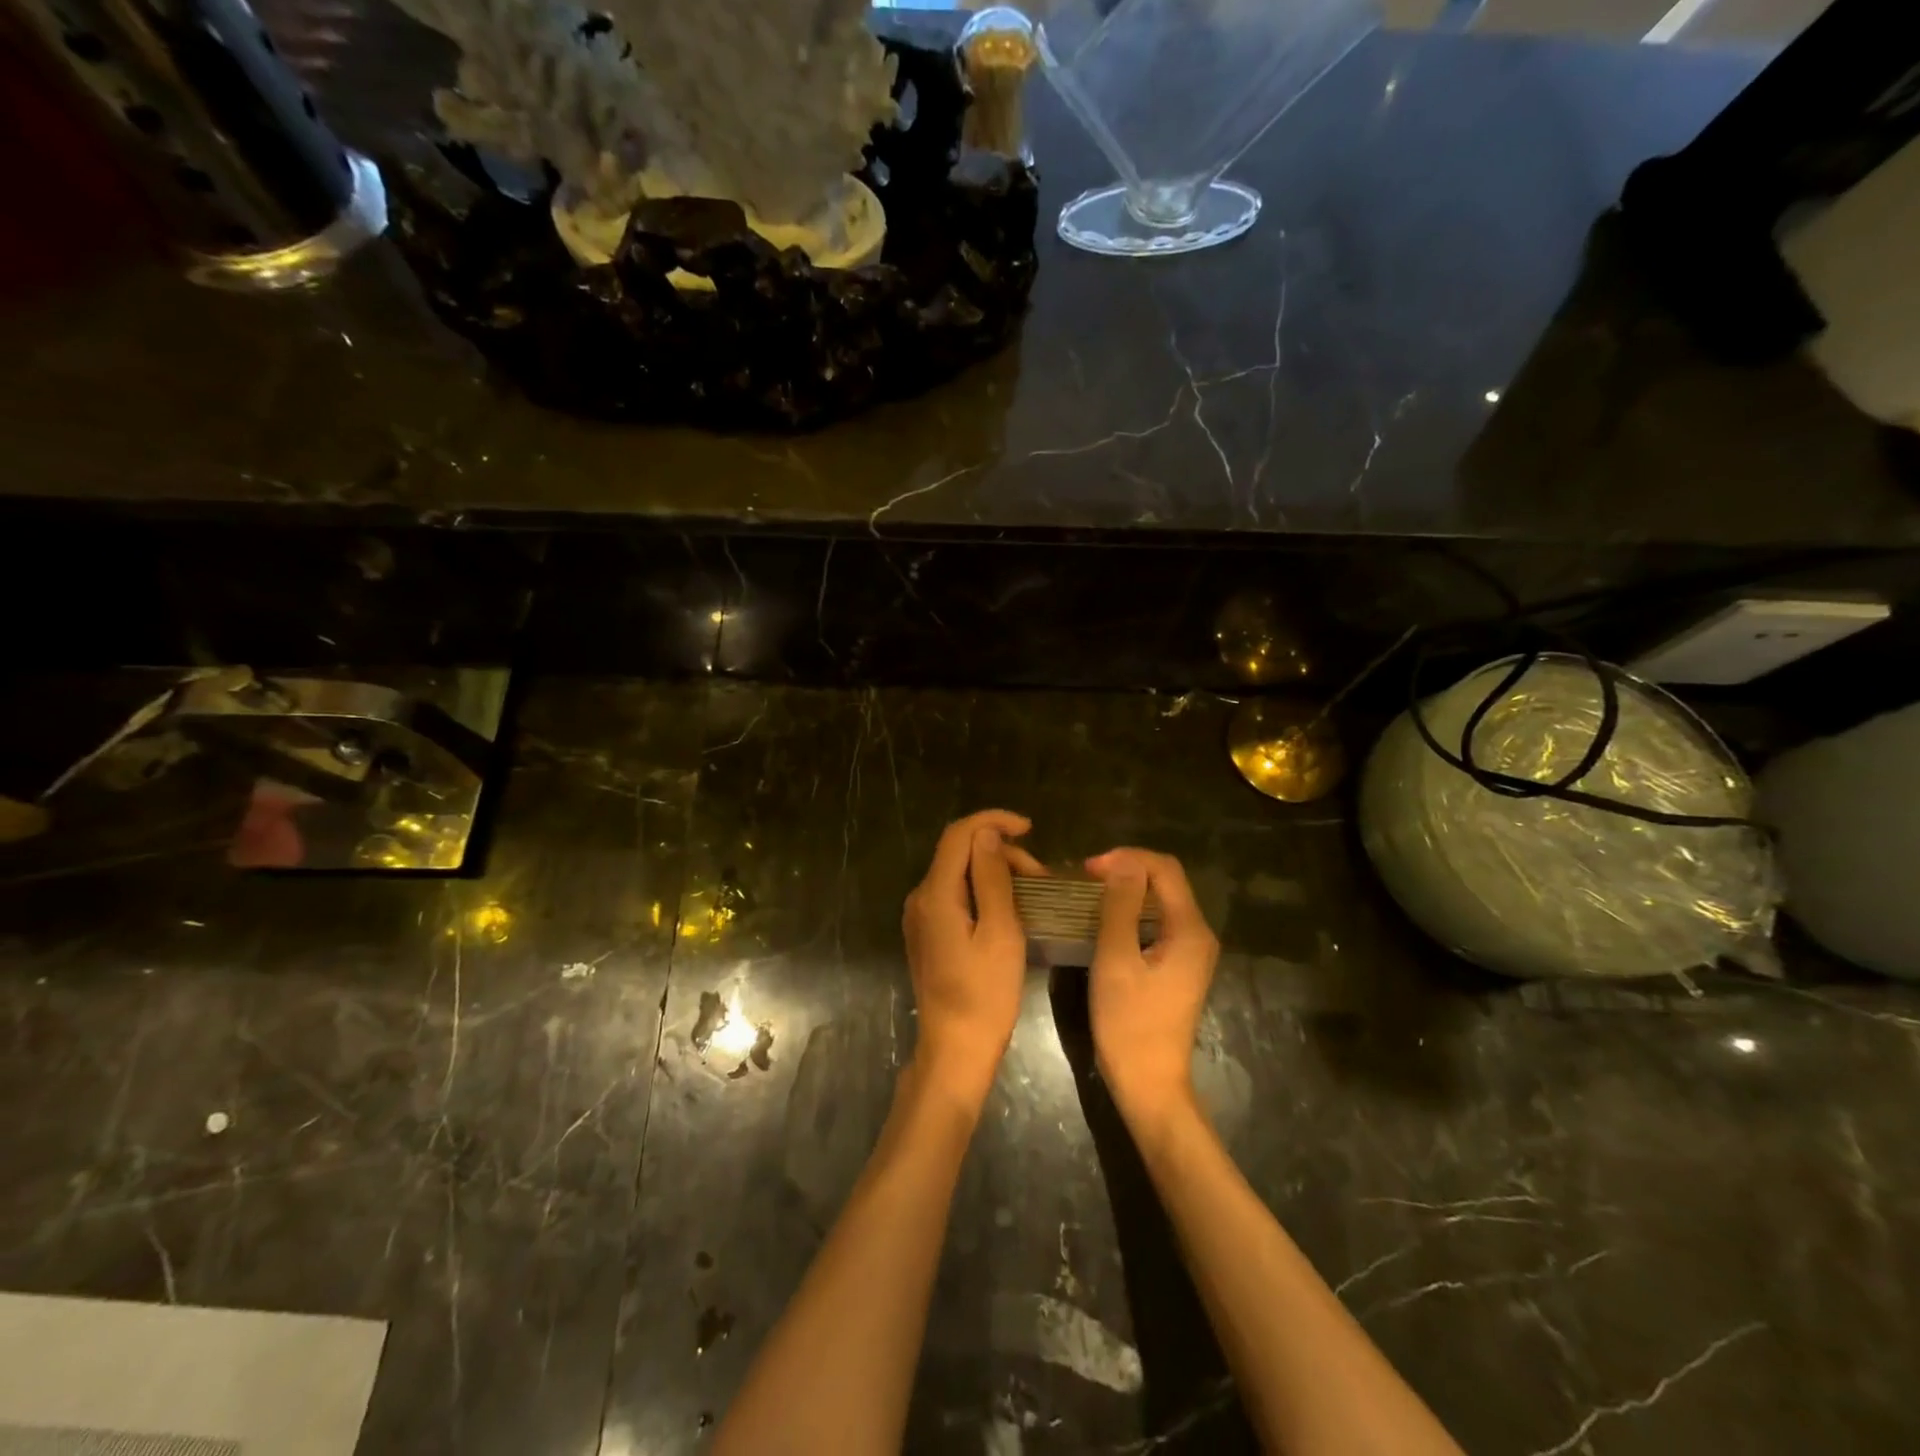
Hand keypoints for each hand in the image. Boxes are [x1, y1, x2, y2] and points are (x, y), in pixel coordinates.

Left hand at [903, 810, 1044, 1107]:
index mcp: (936, 894)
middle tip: (1042, 878)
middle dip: (1001, 853)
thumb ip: (992, 877)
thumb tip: (987, 833)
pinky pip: (955, 895)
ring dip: (995, 872)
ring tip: (1032, 894)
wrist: (955, 1049)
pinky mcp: (927, 933)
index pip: (959, 834)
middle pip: (959, 853)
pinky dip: (983, 891)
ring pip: (959, 874)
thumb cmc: (986, 994)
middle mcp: (920, 897)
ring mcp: (921, 916)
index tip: (1030, 828)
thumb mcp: (1000, 932)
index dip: (993, 821)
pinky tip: (1009, 909)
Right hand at [1086, 848, 1219, 1130]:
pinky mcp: (1179, 965)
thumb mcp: (1116, 959)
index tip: (1088, 869)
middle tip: (1085, 879)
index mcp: (1190, 929)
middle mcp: (1199, 934)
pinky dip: (1132, 912)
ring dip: (1127, 890)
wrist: (1149, 1084)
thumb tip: (1122, 862)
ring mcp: (1191, 951)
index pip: (1164, 868)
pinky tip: (1105, 920)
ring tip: (1090, 894)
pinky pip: (1158, 922)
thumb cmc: (1129, 1023)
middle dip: (1127, 870)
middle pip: (1166, 882)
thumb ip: (1120, 906)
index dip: (1127, 858)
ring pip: (1161, 901)